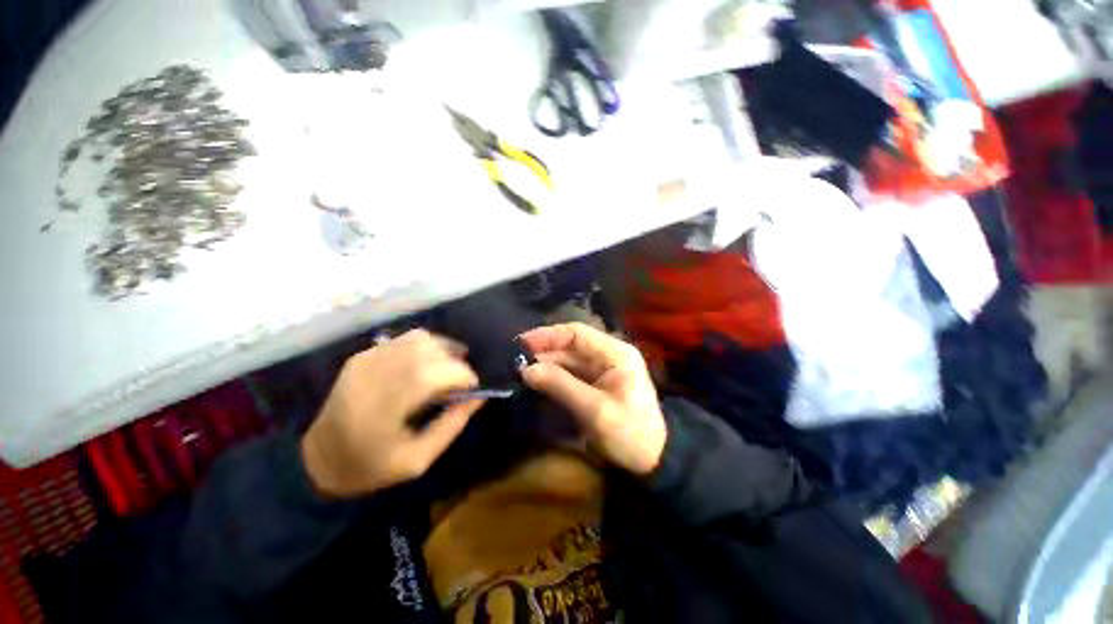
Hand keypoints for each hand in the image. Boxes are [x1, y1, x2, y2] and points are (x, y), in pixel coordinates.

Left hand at [301, 330, 484, 497]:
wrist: (318, 458)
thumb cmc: (371, 466)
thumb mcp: (418, 460)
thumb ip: (452, 425)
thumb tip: (479, 397)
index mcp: (384, 407)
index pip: (432, 374)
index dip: (461, 374)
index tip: (473, 387)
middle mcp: (374, 376)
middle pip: (428, 350)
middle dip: (455, 361)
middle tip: (462, 380)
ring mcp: (366, 361)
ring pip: (419, 338)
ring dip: (443, 349)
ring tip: (450, 366)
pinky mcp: (362, 356)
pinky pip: (404, 339)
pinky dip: (426, 346)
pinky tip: (430, 362)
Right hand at [520, 323, 666, 475]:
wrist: (653, 460)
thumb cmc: (629, 433)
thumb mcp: (595, 410)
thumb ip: (560, 385)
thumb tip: (527, 369)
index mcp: (616, 353)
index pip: (577, 333)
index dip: (549, 335)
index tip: (522, 343)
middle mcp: (609, 354)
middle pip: (572, 345)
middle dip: (545, 350)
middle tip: (516, 359)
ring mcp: (603, 369)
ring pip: (570, 358)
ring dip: (547, 363)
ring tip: (521, 369)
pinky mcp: (597, 383)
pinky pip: (572, 373)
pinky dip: (555, 375)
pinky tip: (538, 379)